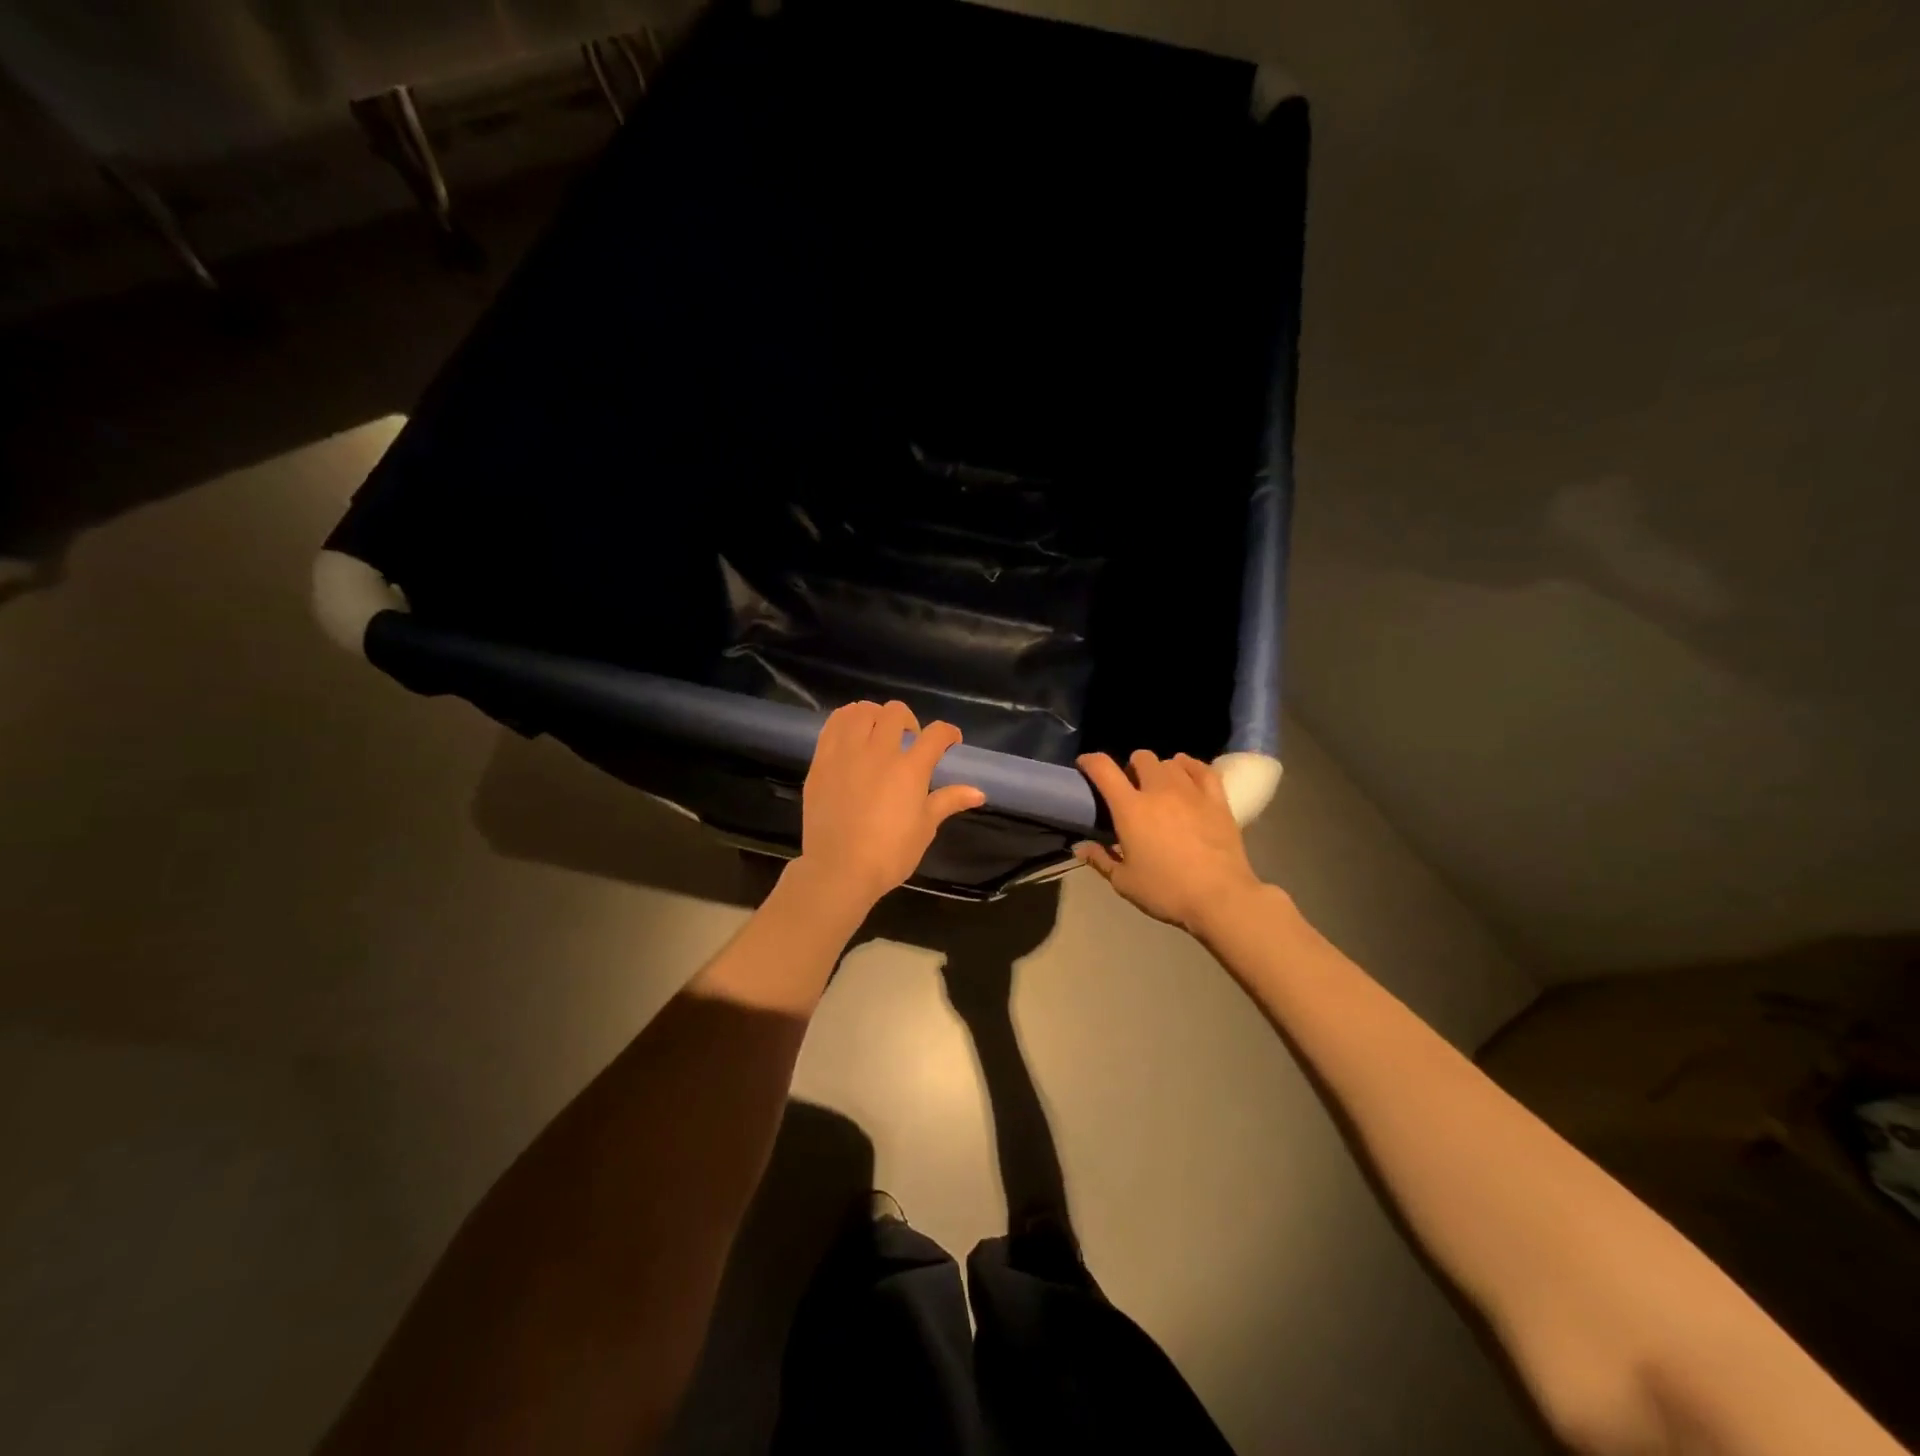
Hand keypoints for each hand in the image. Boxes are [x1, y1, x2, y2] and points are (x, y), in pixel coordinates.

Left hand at [795, 701, 984, 916]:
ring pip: (861, 711)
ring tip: (877, 732)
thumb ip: (948, 802)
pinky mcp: (822, 761)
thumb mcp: (924, 829)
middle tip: (909, 740)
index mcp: (910, 769)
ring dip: (875, 715)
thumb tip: (978, 792)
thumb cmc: (888, 854)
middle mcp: (879, 752)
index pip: (936, 734)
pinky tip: (851, 734)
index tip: (950, 742)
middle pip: (896, 712)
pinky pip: (833, 725)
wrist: (838, 869)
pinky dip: (846, 721)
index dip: (948, 733)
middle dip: (909, 720)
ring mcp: (846, 753)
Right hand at [1075, 751, 1265, 936]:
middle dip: (1131, 768)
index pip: (1103, 769)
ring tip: (1161, 788)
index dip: (1090, 761)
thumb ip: (1100, 860)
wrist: (1220, 898)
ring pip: (1170, 762)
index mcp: (1130, 808)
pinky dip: (1190, 768)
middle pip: (1141, 757)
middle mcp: (1158, 790)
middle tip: (1132, 789)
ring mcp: (1191, 791)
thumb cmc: (1166, 891)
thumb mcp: (1124, 882)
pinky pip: (1202, 769)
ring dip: (1160, 770)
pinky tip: (1187, 777)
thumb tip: (1080, 847)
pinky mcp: (1217, 799)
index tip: (1085, 765)